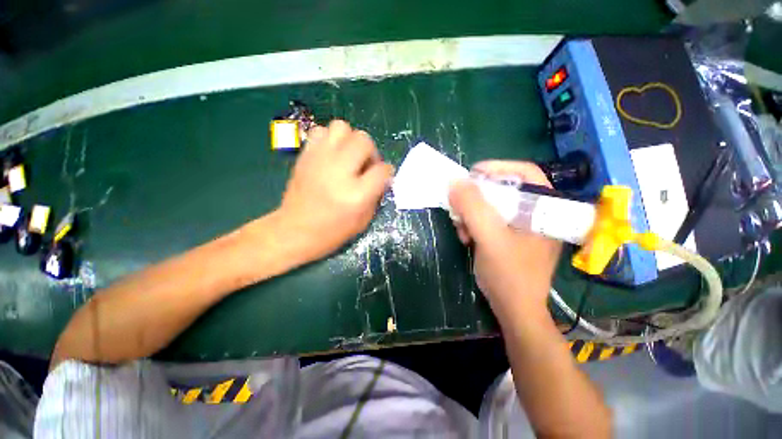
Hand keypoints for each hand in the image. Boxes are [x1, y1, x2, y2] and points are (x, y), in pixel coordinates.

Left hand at [276, 120, 393, 262]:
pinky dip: (330, 139)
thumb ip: (377, 194)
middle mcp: (339, 172)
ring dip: (350, 140)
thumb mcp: (364, 220)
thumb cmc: (333, 231)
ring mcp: (320, 160)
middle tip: (365, 165)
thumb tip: (382, 175)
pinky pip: (321, 131)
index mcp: (356, 194)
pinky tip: (331, 155)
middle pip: (364, 141)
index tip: (384, 176)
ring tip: (348, 156)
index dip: (387, 172)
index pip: (383, 170)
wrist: (295, 230)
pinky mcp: (306, 156)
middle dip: (371, 152)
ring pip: (342, 127)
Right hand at [448, 161, 561, 319]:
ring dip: (471, 214)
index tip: (471, 174)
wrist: (514, 311)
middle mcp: (535, 213)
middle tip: (459, 208)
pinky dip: (473, 225)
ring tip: (462, 231)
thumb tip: (455, 182)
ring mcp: (521, 226)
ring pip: (491, 205)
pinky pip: (488, 220)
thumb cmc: (509, 275)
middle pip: (503, 190)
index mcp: (544, 209)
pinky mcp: (509, 236)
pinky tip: (467, 238)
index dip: (498, 167)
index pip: (525, 172)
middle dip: (476, 198)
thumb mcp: (490, 238)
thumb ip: (473, 208)